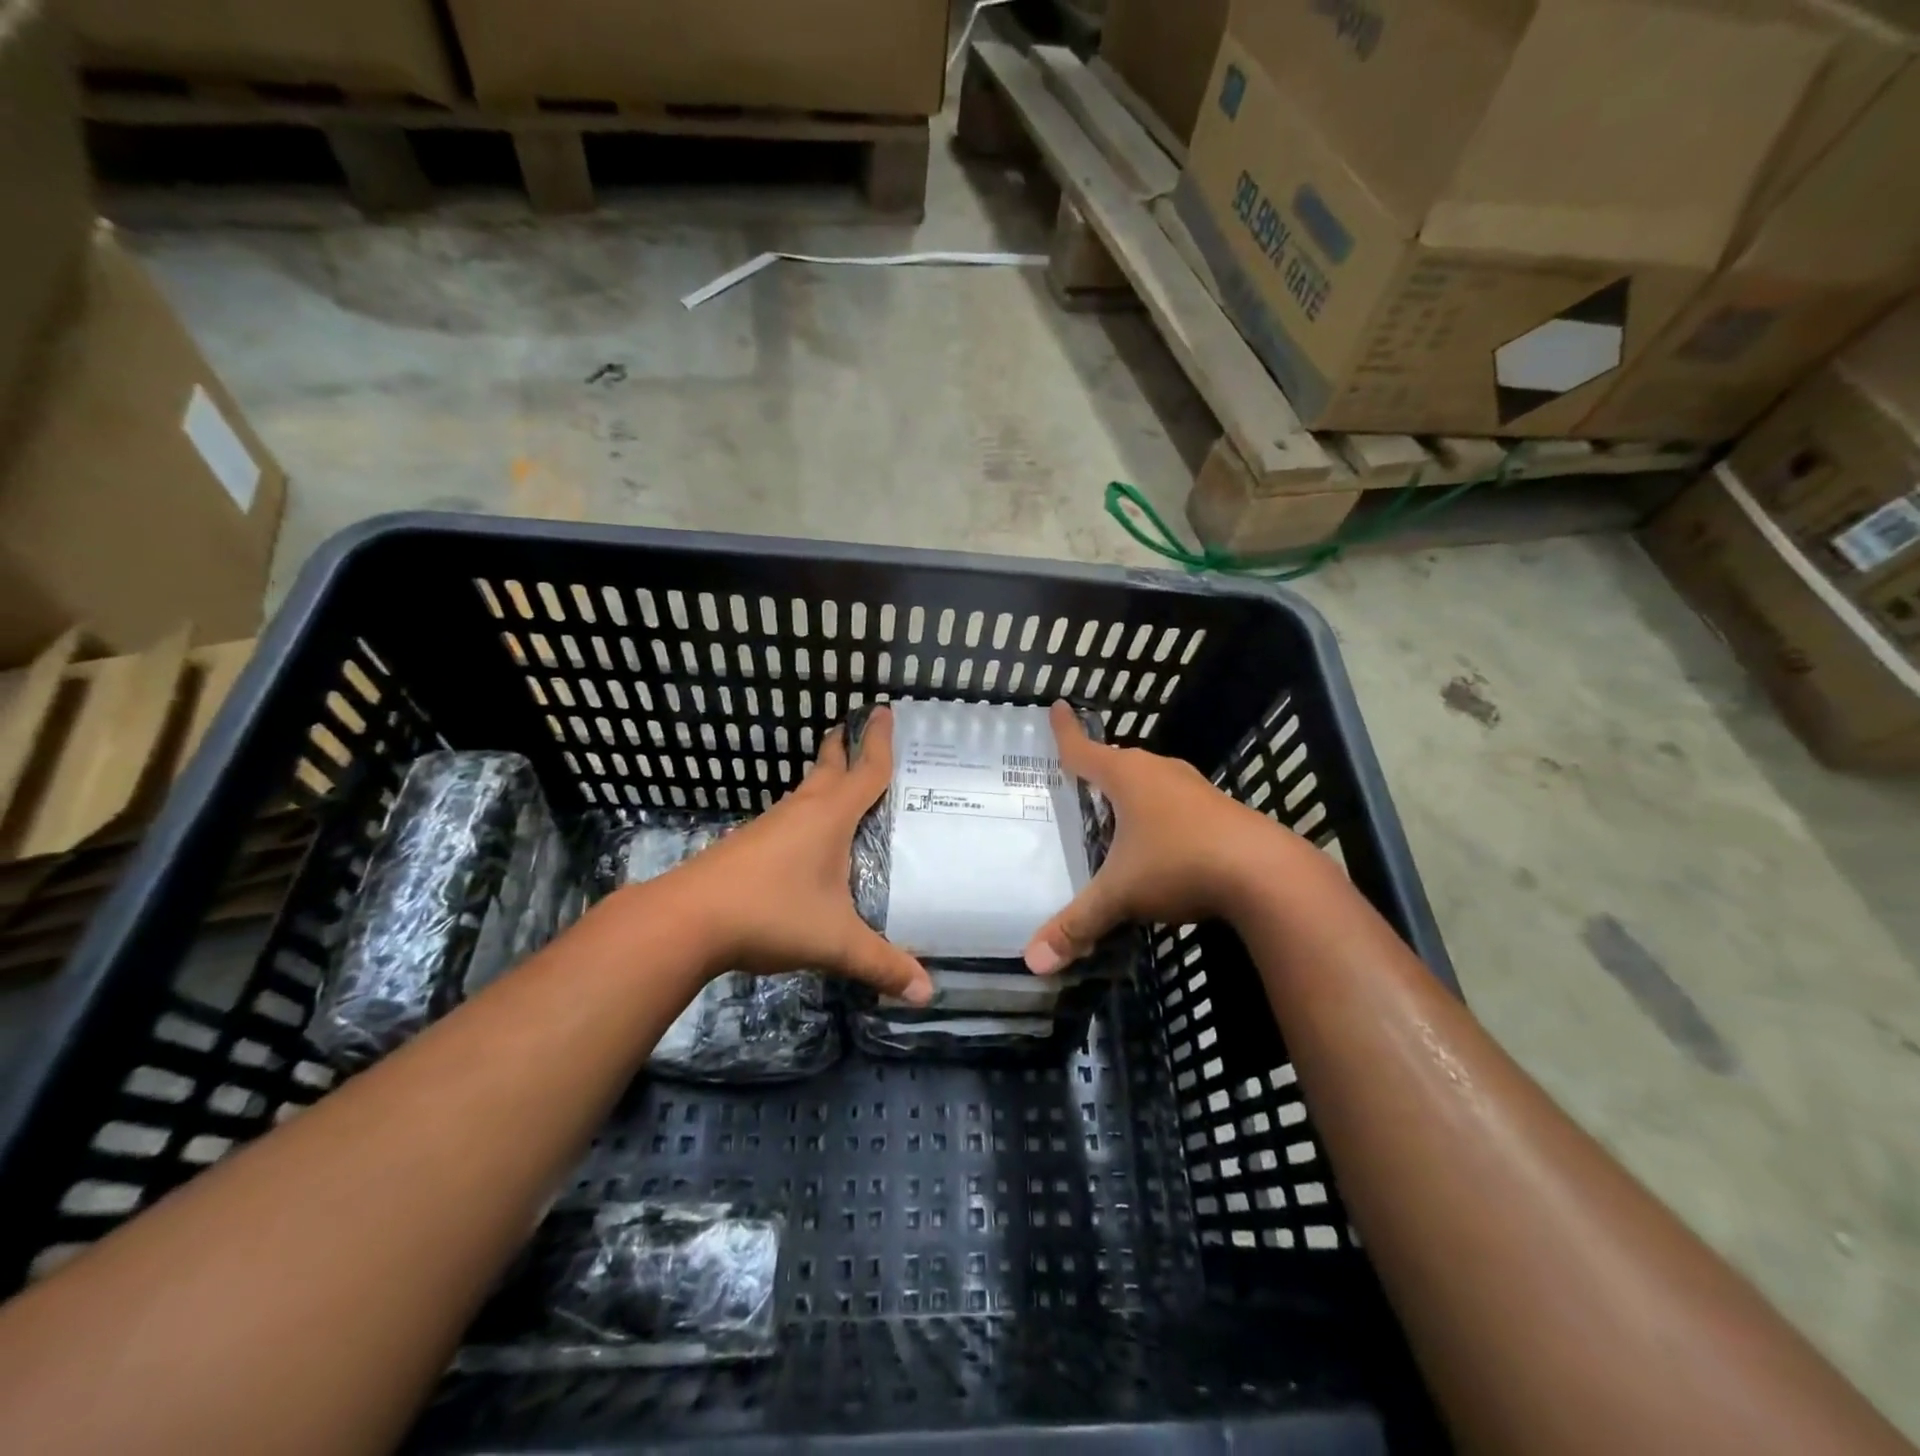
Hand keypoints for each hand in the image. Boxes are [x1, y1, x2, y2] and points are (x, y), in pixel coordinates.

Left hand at [665, 706, 932, 1004]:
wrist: (687, 919)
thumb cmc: (771, 913)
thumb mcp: (835, 941)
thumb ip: (882, 964)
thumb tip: (928, 993)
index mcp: (830, 817)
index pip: (866, 770)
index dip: (880, 741)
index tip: (885, 708)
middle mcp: (801, 811)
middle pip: (829, 768)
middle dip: (845, 747)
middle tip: (859, 730)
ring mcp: (770, 826)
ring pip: (805, 792)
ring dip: (824, 780)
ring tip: (843, 785)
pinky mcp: (749, 846)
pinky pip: (789, 817)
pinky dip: (807, 813)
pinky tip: (808, 839)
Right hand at [1024, 701, 1297, 972]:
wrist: (1267, 875)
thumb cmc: (1179, 865)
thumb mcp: (1120, 896)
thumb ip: (1076, 925)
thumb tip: (1032, 962)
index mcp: (1128, 777)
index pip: (1084, 749)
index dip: (1065, 732)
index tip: (1056, 706)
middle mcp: (1161, 772)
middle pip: (1120, 762)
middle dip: (1098, 767)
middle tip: (1078, 776)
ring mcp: (1196, 789)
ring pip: (1153, 781)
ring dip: (1133, 790)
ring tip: (1116, 808)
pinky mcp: (1222, 810)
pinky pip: (1178, 803)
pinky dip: (1161, 813)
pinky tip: (1162, 840)